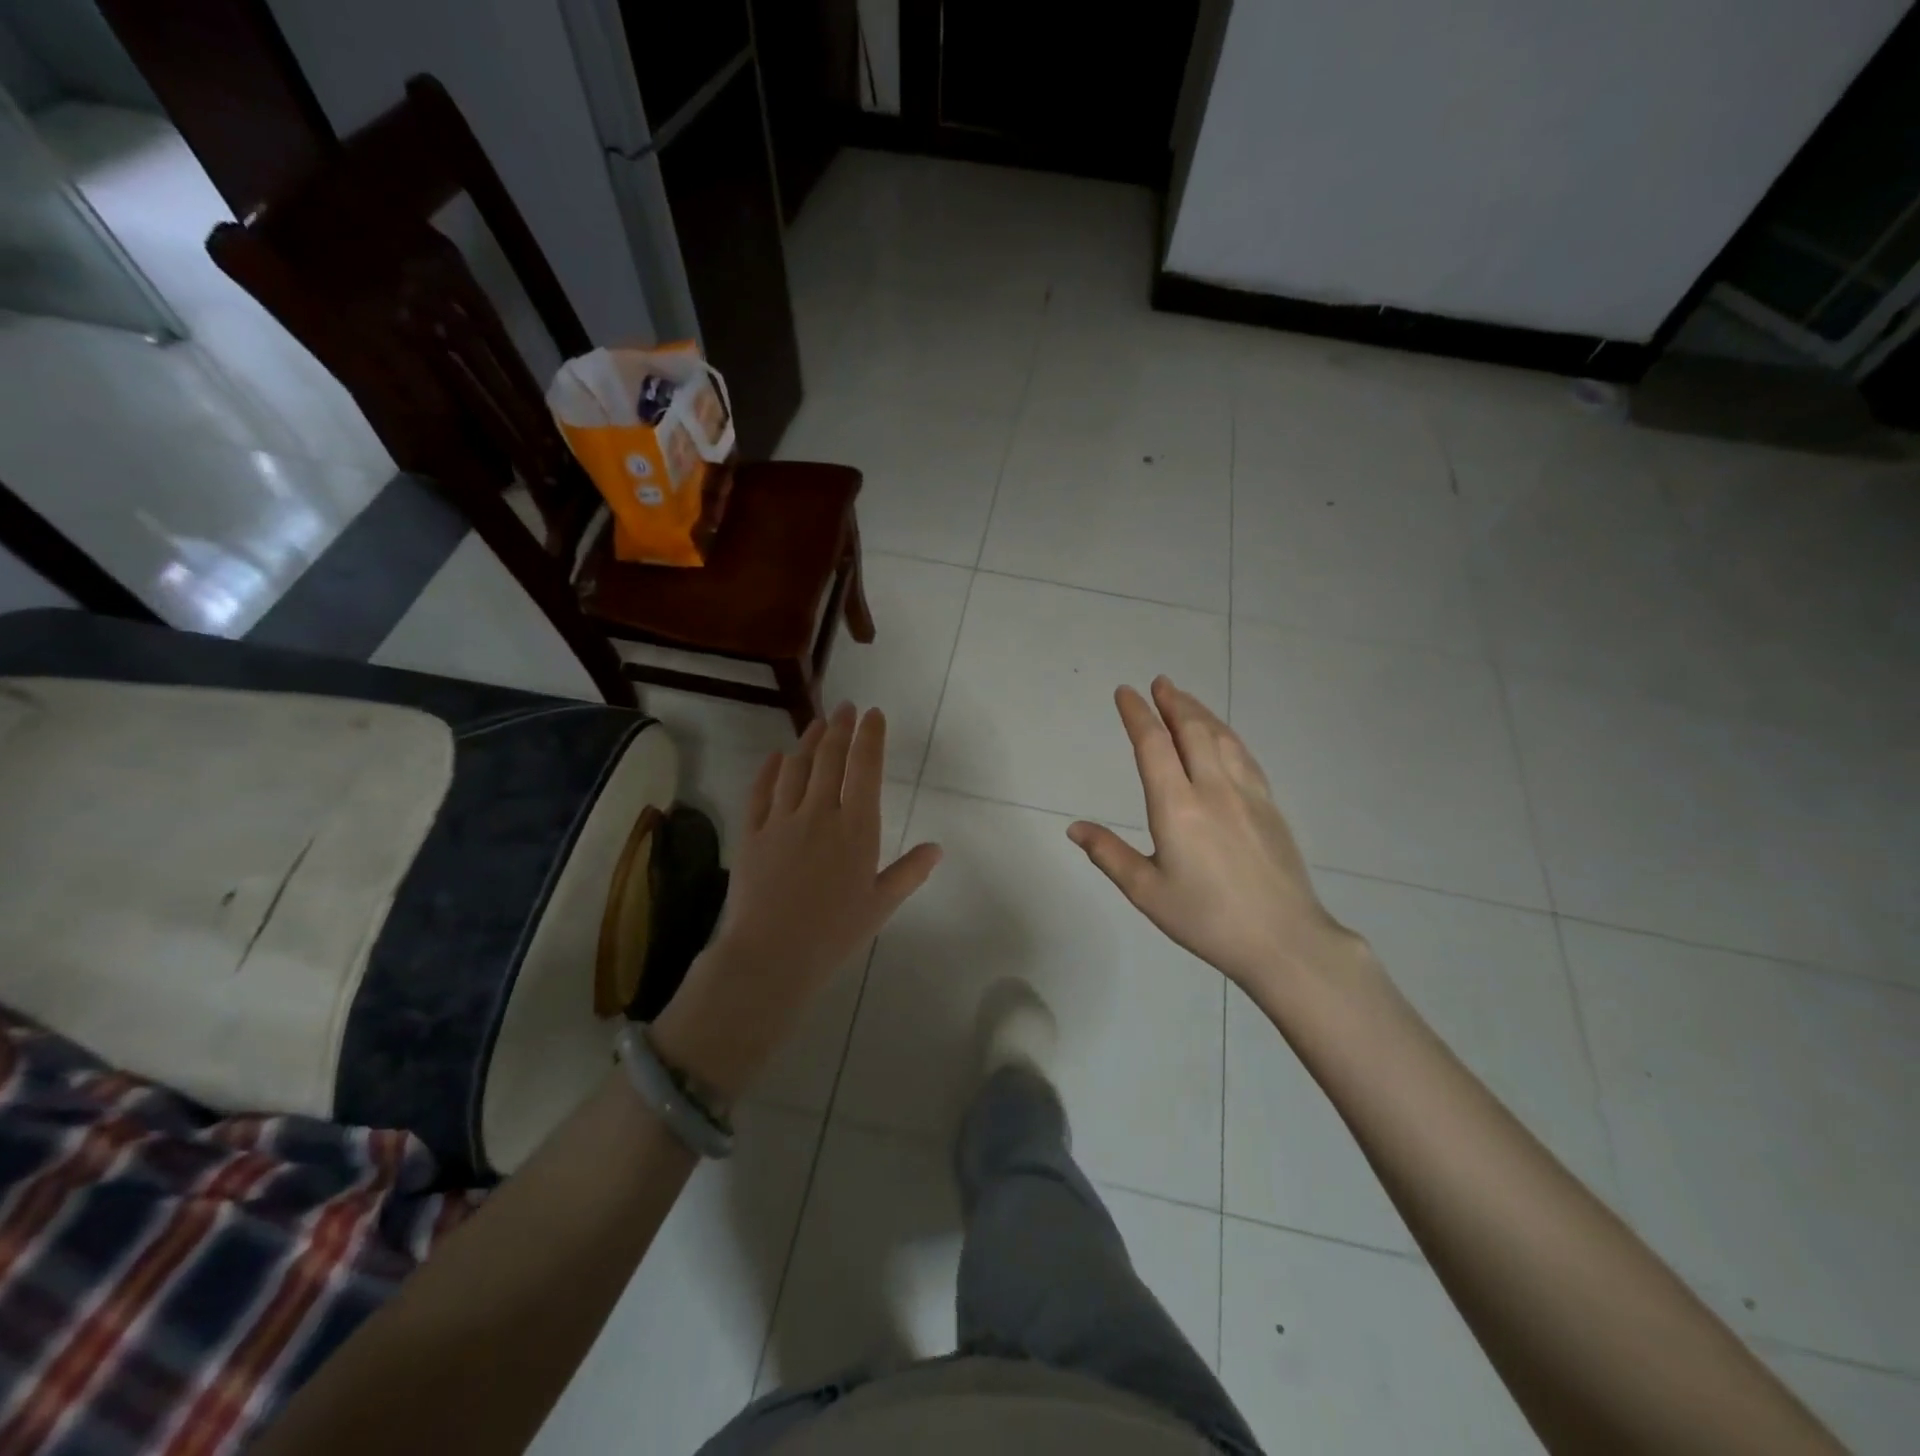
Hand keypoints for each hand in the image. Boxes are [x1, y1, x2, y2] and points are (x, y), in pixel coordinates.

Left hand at [651, 703, 941, 1103]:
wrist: (771, 955)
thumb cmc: (834, 934)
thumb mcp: (881, 905)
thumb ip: (909, 872)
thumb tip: (937, 848)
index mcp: (856, 828)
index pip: (866, 769)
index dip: (870, 737)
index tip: (873, 715)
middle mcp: (820, 813)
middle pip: (830, 759)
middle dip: (841, 728)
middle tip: (846, 708)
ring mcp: (781, 820)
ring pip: (796, 768)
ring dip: (808, 742)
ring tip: (816, 723)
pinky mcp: (752, 833)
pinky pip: (760, 792)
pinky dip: (769, 770)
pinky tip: (775, 758)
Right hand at [1067, 677, 1369, 1006]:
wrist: (1283, 939)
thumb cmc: (1207, 918)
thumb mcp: (1147, 891)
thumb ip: (1109, 854)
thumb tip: (1074, 828)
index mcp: (1177, 806)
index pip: (1153, 745)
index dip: (1137, 714)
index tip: (1125, 693)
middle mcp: (1212, 788)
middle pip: (1191, 730)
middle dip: (1172, 702)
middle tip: (1158, 682)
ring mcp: (1246, 794)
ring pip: (1221, 737)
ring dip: (1200, 712)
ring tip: (1184, 698)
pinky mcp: (1269, 806)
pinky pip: (1244, 756)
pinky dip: (1226, 735)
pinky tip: (1223, 737)